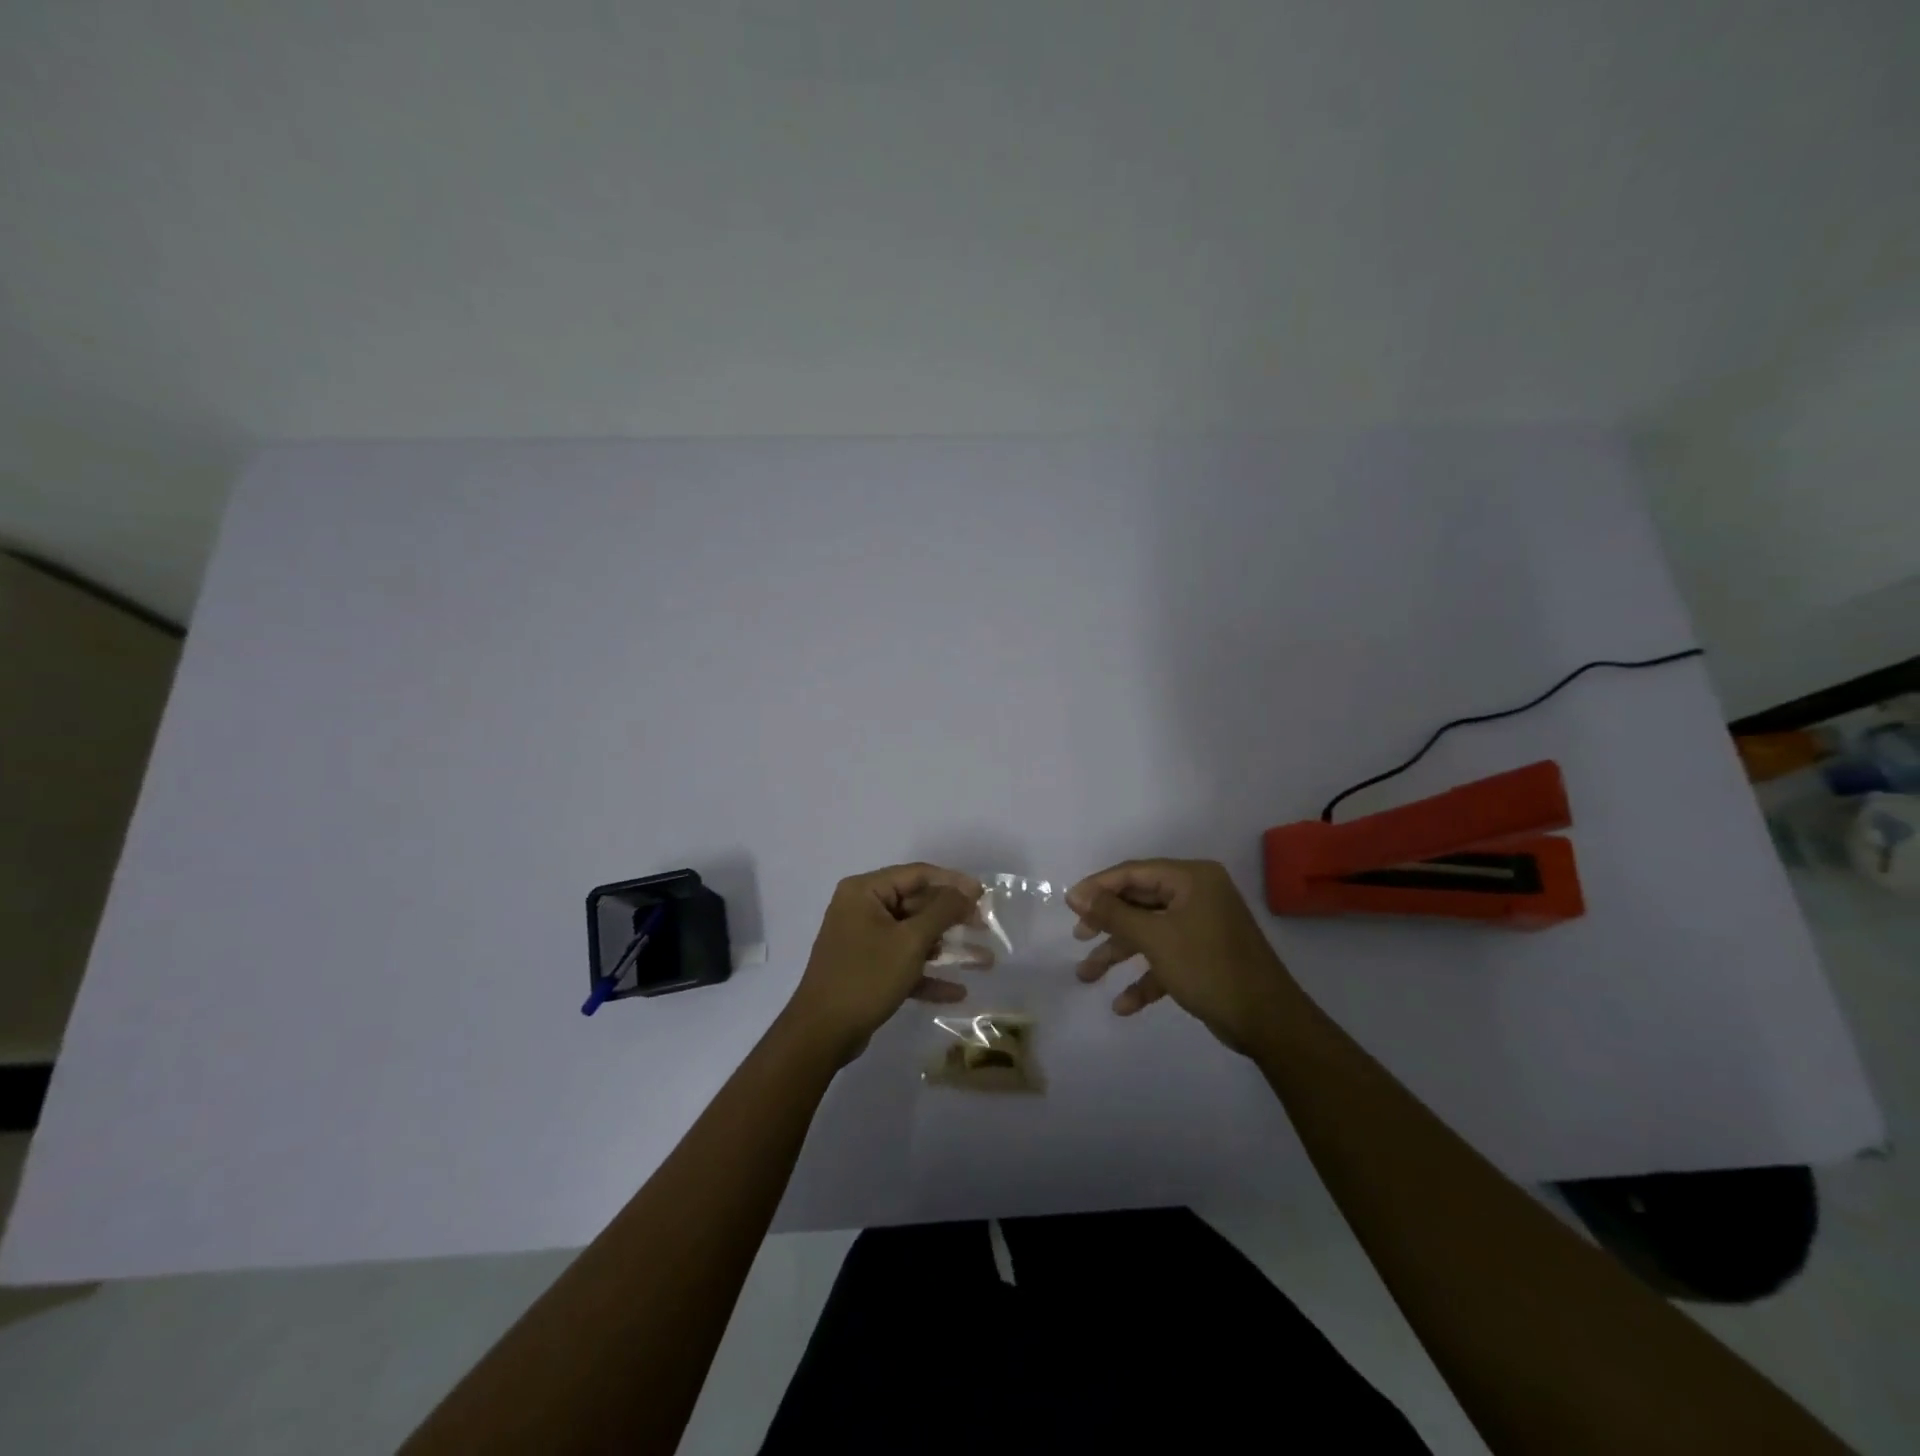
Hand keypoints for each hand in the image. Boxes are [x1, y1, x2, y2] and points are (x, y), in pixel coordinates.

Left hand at [783, 863, 982, 1065]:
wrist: (821, 1034)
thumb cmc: (866, 977)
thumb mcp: (910, 941)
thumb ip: (942, 911)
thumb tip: (967, 889)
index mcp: (865, 892)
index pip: (917, 874)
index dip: (953, 882)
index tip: (984, 895)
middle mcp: (861, 909)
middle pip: (916, 904)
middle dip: (952, 918)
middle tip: (985, 927)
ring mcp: (863, 940)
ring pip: (913, 936)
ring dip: (947, 949)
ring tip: (984, 960)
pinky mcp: (866, 969)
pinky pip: (902, 962)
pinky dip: (927, 974)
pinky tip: (957, 991)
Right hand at [1068, 859, 1302, 1055]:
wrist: (1268, 1022)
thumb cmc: (1209, 968)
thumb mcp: (1155, 938)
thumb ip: (1113, 914)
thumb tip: (1076, 894)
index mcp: (1192, 879)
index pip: (1134, 872)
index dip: (1098, 887)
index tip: (1069, 905)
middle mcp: (1197, 895)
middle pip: (1140, 902)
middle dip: (1107, 924)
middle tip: (1079, 937)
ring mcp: (1202, 926)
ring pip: (1149, 932)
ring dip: (1119, 953)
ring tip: (1086, 975)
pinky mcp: (1204, 956)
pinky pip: (1166, 958)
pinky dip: (1145, 977)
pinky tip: (1123, 1004)